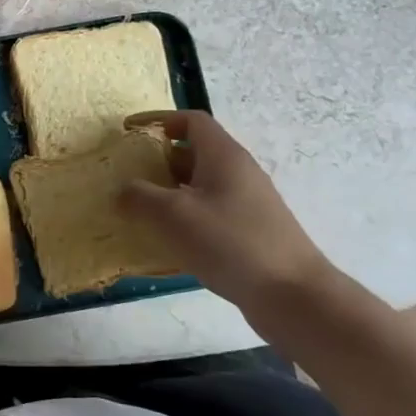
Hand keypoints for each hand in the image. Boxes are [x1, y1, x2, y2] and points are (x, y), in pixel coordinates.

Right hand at [119, 111, 333, 311]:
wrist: (292, 295)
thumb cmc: (230, 242)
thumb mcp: (173, 215)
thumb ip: (140, 196)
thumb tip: (122, 190)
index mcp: (224, 156)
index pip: (192, 120)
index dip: (159, 119)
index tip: (130, 131)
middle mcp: (238, 172)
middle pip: (195, 152)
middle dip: (160, 159)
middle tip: (129, 175)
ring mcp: (247, 203)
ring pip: (201, 185)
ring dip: (170, 191)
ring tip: (141, 209)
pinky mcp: (250, 232)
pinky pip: (210, 212)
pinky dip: (186, 216)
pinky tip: (169, 240)